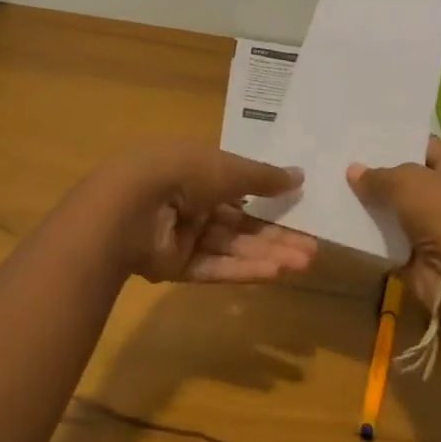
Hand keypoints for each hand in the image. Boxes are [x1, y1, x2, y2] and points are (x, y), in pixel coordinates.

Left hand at [106, 140, 316, 283]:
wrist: (128, 206)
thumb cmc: (181, 173)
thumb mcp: (229, 168)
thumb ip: (264, 177)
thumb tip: (300, 175)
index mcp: (196, 168)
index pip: (239, 185)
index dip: (270, 197)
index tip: (301, 208)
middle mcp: (189, 200)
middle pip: (240, 221)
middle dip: (276, 234)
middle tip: (312, 247)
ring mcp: (181, 235)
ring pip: (232, 246)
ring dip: (267, 253)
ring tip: (305, 262)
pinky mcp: (175, 266)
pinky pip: (214, 266)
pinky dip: (243, 269)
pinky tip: (276, 273)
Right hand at [347, 138, 440, 312]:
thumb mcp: (405, 182)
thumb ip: (377, 176)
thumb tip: (353, 171)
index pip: (421, 144)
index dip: (394, 140)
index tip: (363, 137)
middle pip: (405, 176)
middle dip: (377, 171)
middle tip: (343, 160)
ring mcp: (432, 222)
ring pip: (394, 206)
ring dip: (371, 203)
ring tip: (335, 186)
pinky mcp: (418, 250)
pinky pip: (388, 236)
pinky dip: (371, 232)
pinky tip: (343, 218)